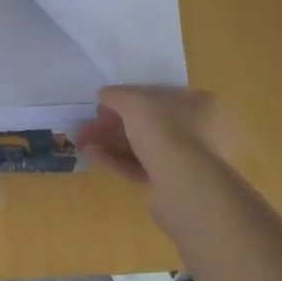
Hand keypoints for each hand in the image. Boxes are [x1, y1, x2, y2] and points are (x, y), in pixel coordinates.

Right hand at [78, 86, 238, 221]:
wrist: (184, 185)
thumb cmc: (165, 130)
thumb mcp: (133, 101)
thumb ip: (116, 95)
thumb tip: (104, 95)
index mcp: (199, 104)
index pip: (160, 95)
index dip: (129, 97)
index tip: (105, 102)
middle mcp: (199, 132)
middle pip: (148, 123)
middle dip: (114, 123)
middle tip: (88, 124)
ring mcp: (187, 161)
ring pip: (142, 147)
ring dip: (111, 142)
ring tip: (82, 141)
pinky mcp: (173, 186)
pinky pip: (141, 167)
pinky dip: (117, 160)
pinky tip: (92, 155)